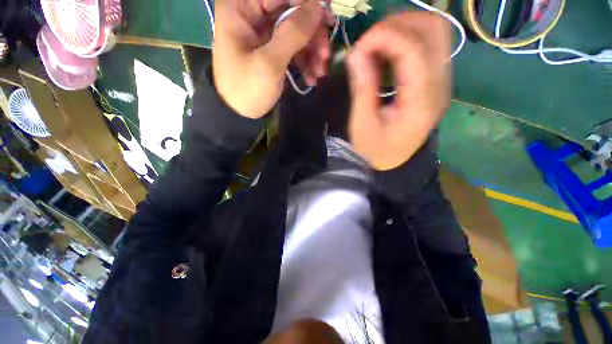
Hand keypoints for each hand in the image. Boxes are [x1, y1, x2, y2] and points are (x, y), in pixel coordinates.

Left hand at [213, 0, 330, 118]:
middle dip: (312, 34)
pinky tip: (311, 78)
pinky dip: (305, 62)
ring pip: (296, 30)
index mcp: (241, 7)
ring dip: (312, 51)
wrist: (239, 114)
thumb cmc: (247, 89)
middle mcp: (252, 13)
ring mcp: (264, 33)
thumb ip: (292, 33)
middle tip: (325, 55)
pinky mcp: (272, 50)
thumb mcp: (269, 63)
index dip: (306, 4)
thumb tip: (318, 7)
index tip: (326, 20)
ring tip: (320, 72)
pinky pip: (294, 48)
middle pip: (291, 10)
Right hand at [346, 12, 450, 170]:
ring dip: (404, 27)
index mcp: (421, 101)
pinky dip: (407, 37)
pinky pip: (430, 43)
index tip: (358, 48)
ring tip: (377, 43)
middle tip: (369, 42)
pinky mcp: (436, 79)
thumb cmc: (375, 149)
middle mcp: (440, 85)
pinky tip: (388, 51)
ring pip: (435, 30)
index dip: (383, 37)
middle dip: (397, 25)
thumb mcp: (363, 124)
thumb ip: (362, 88)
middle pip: (433, 29)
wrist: (393, 162)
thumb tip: (356, 54)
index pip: (413, 49)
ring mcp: (442, 80)